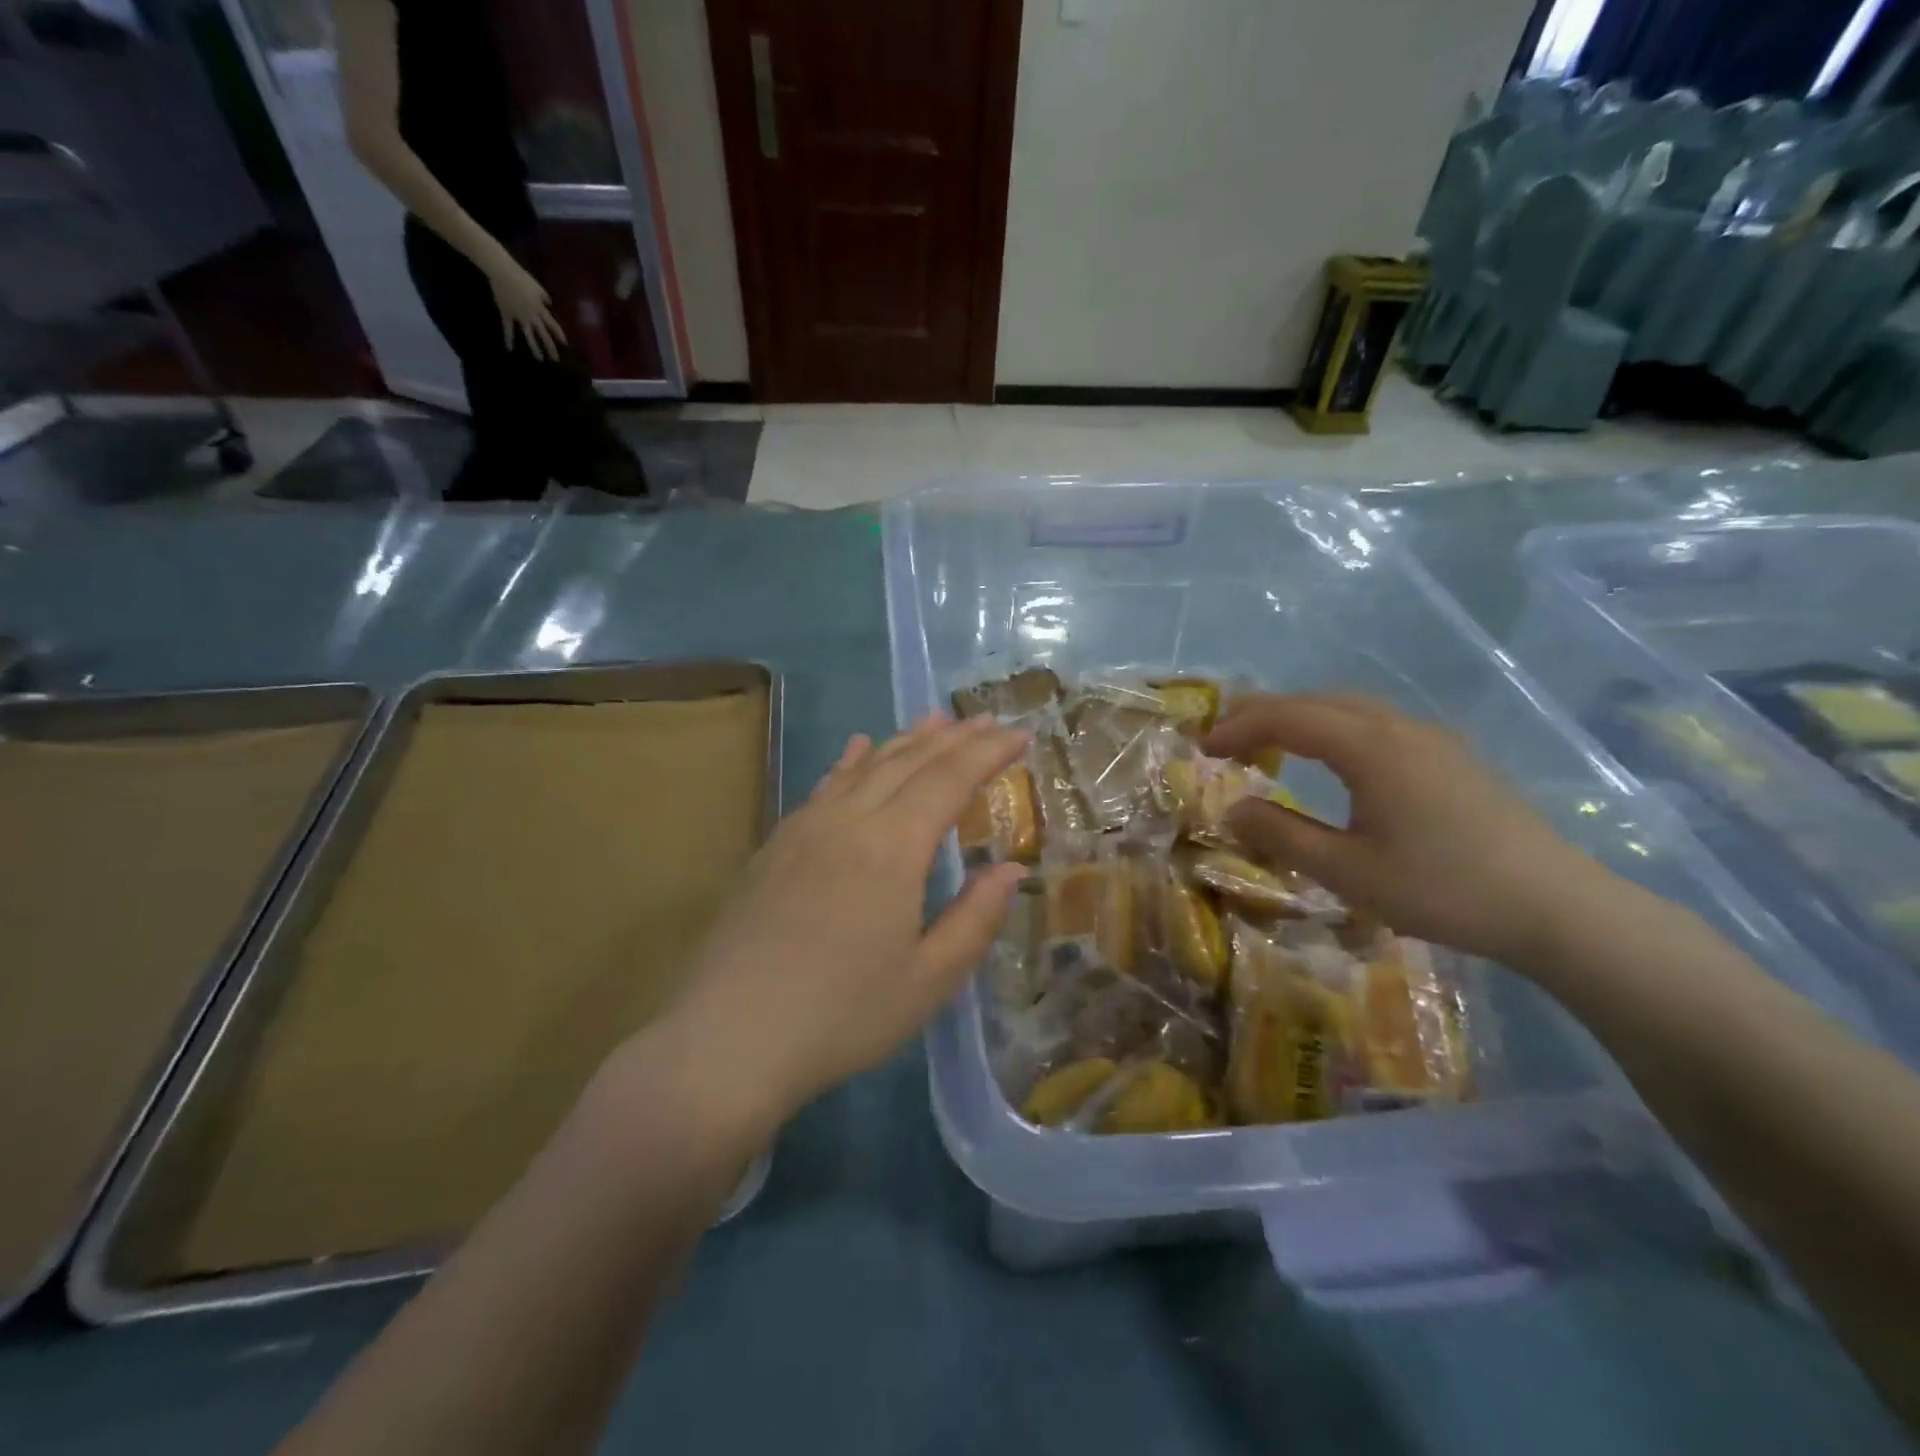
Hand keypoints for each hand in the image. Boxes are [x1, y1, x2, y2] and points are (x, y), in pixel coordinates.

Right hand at [485, 253, 565, 360]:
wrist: (502, 272)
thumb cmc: (522, 278)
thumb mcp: (538, 288)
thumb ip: (545, 298)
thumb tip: (550, 305)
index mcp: (540, 309)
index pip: (553, 325)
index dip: (559, 334)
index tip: (565, 344)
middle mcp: (531, 316)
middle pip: (543, 334)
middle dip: (550, 347)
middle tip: (555, 359)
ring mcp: (519, 317)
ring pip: (529, 335)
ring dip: (534, 348)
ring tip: (539, 359)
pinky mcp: (507, 314)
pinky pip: (508, 329)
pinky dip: (508, 339)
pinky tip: (509, 349)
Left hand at [644, 715, 1030, 1136]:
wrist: (727, 1040)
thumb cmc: (841, 1016)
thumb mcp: (928, 980)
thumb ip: (975, 918)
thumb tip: (1011, 869)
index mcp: (892, 847)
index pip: (950, 779)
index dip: (988, 752)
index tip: (1021, 733)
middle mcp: (849, 820)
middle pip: (909, 761)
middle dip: (954, 738)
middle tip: (988, 721)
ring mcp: (805, 828)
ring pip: (865, 766)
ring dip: (906, 740)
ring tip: (937, 720)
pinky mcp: (776, 845)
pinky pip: (825, 786)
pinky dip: (851, 761)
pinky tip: (858, 748)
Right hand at [1203, 694, 1616, 968]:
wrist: (1559, 908)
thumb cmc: (1444, 890)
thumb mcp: (1347, 872)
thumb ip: (1282, 835)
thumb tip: (1233, 808)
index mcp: (1370, 748)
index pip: (1288, 717)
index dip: (1239, 727)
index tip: (1202, 748)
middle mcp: (1399, 728)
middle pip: (1318, 700)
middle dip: (1264, 711)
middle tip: (1224, 736)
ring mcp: (1431, 738)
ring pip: (1350, 707)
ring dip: (1301, 716)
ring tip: (1268, 741)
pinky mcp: (1451, 756)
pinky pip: (1376, 722)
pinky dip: (1334, 726)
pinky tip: (1332, 757)